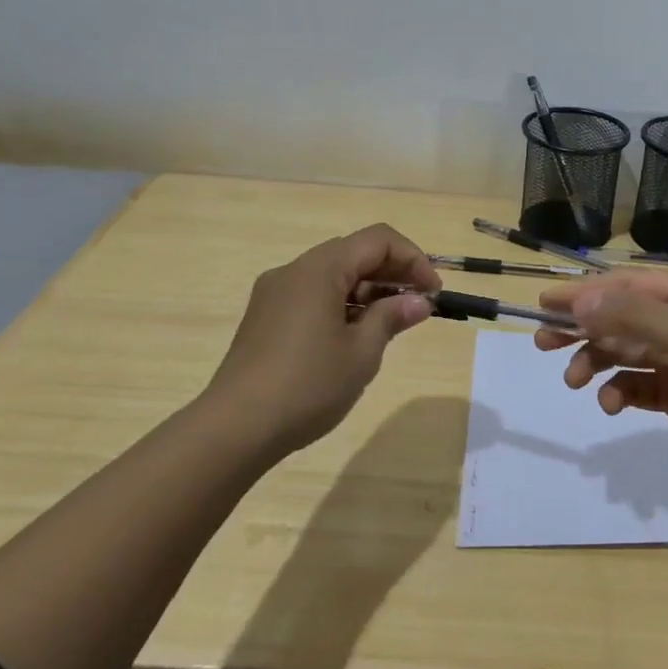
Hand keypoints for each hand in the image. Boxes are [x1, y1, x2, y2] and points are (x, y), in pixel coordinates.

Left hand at [205, 224, 440, 456]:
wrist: (234, 428)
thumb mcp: (361, 353)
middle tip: (418, 306)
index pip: (378, 240)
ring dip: (367, 289)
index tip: (433, 293)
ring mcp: (275, 293)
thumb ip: (391, 318)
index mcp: (320, 269)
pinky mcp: (265, 316)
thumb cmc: (307, 385)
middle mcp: (294, 270)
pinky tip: (354, 335)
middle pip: (354, 253)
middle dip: (392, 273)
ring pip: (332, 274)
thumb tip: (418, 301)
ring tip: (391, 323)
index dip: (413, 259)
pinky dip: (341, 303)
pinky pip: (312, 294)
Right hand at [535, 270, 667, 493]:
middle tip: (542, 341)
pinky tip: (611, 404)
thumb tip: (580, 302)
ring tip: (574, 381)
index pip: (625, 286)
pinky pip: (638, 386)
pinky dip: (619, 392)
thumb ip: (635, 319)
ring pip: (624, 352)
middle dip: (582, 327)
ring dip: (596, 362)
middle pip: (619, 317)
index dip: (584, 292)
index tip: (544, 303)